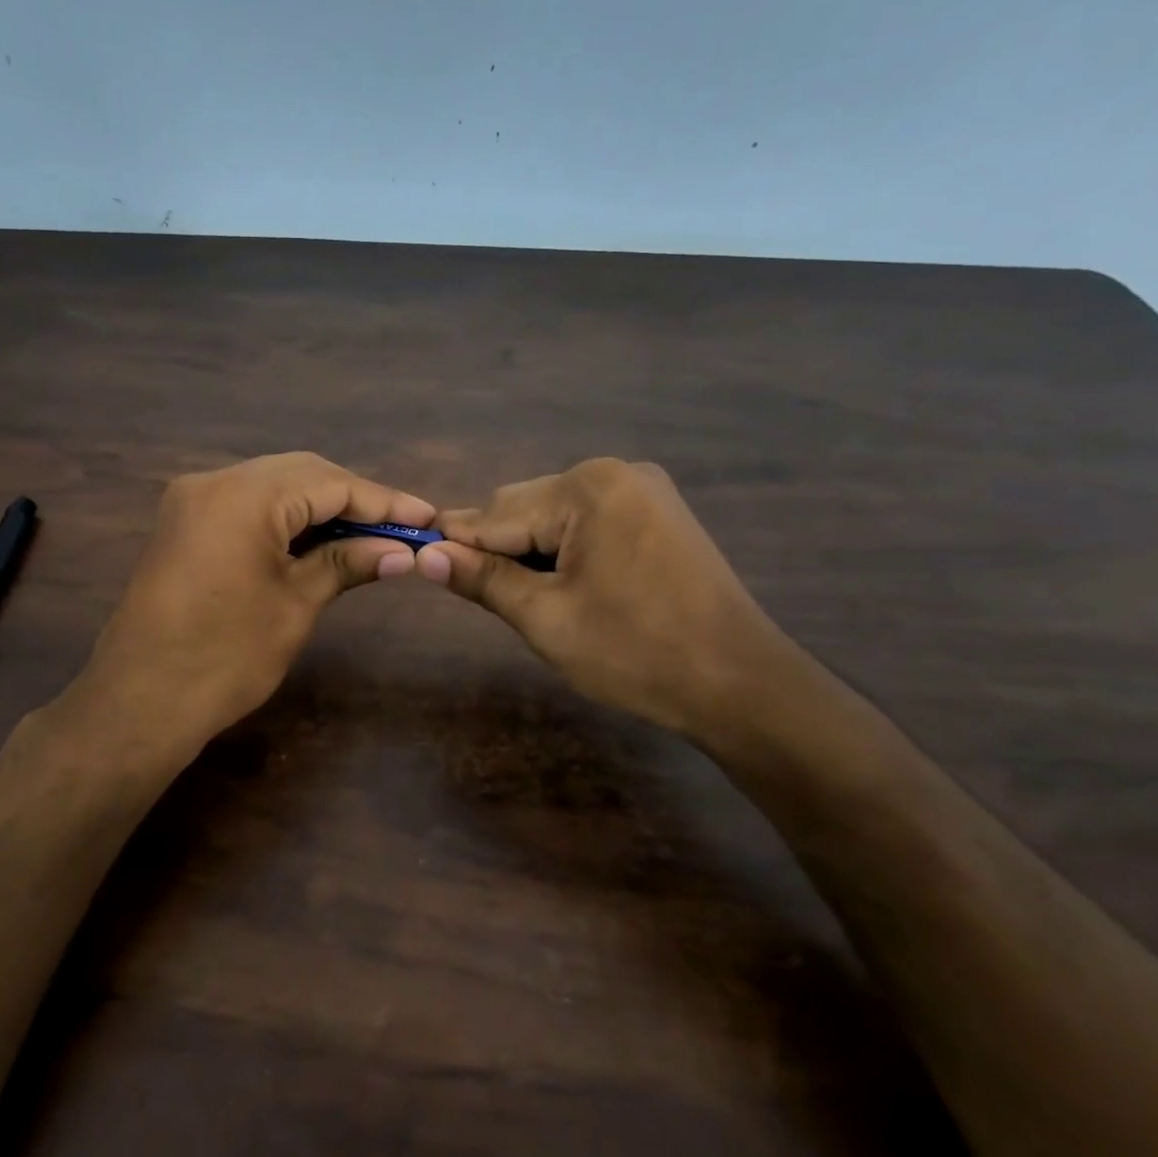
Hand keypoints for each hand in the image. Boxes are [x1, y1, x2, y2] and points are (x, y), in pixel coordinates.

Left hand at [78, 452, 433, 738]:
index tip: (428, 517)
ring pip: (275, 487)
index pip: (330, 483)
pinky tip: (320, 540)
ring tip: (370, 536)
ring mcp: (193, 500)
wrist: (140, 702)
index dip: (383, 501)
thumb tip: (402, 551)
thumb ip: (348, 563)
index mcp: (243, 494)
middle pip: (302, 474)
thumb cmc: (225, 658)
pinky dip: (288, 519)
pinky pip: (248, 506)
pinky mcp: (184, 524)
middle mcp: (214, 481)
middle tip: (402, 528)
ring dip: (322, 508)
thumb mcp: (296, 605)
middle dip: (354, 500)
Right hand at [417, 458, 783, 736]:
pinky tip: (571, 588)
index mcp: (586, 489)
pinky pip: (587, 523)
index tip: (417, 565)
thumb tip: (425, 555)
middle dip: (500, 551)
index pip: (495, 514)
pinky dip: (565, 551)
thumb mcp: (545, 618)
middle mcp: (615, 472)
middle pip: (524, 508)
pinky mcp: (658, 513)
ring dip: (532, 553)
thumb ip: (483, 579)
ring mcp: (643, 490)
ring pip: (554, 517)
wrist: (740, 684)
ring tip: (536, 603)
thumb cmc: (635, 653)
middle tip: (491, 602)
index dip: (455, 545)